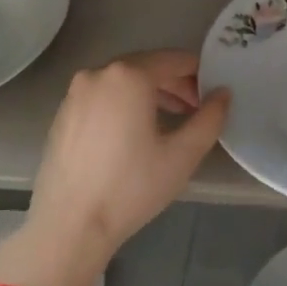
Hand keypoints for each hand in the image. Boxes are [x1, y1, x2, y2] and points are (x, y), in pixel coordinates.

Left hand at [0, 51, 229, 285]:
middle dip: (175, 84)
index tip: (213, 96)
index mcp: (129, 76)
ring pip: (123, 82)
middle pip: (147, 67)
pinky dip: (125, 104)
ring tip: (170, 121)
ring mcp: (75, 93)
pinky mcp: (63, 114)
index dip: (199, 74)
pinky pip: (103, 97)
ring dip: (150, 94)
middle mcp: (98, 73)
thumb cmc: (132, 187)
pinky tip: (134, 133)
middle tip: (196, 110)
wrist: (70, 225)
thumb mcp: (183, 154)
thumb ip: (210, 118)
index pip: (174, 60)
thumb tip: (223, 94)